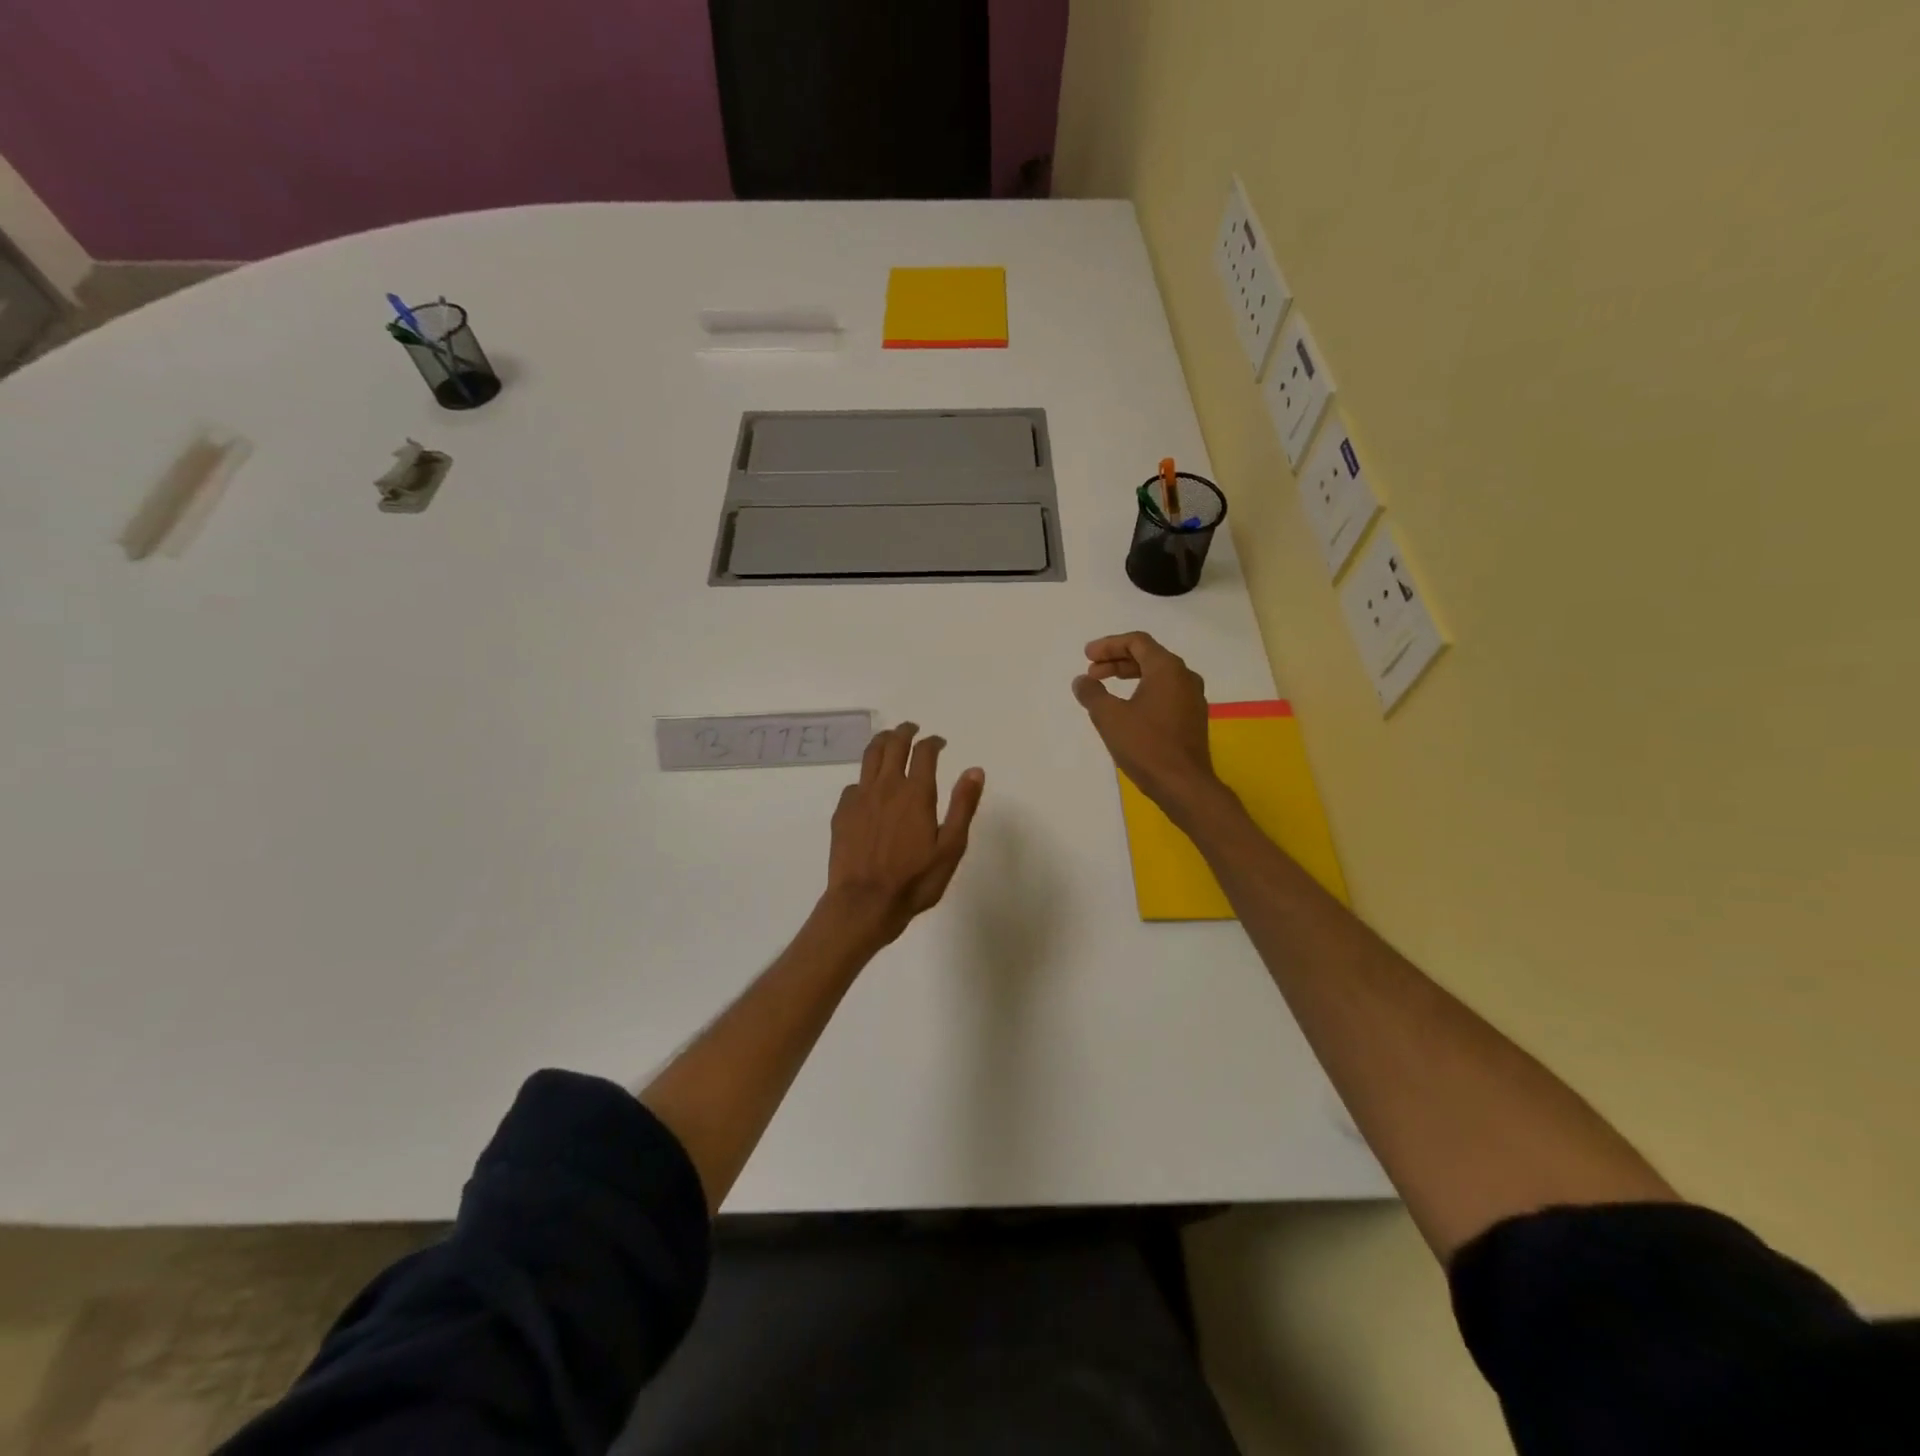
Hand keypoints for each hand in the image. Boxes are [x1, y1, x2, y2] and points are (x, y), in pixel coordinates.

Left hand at [824, 722, 984, 946]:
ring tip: (889, 739)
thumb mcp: (950, 848)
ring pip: (870, 756)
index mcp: (916, 793)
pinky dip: (865, 777)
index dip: (933, 742)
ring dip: (882, 742)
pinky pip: (854, 783)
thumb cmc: (914, 880)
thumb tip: (975, 770)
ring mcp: (861, 797)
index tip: (939, 742)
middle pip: (894, 745)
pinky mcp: (843, 812)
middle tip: (912, 729)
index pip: (924, 752)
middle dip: (905, 732)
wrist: (864, 903)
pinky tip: (869, 787)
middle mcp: (887, 786)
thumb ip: (962, 806)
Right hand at [1071, 633, 1220, 819]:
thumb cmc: (1145, 745)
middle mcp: (1185, 677)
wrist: (1183, 785)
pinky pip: (1165, 693)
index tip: (1087, 656)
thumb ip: (1092, 693)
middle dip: (1116, 661)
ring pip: (1158, 676)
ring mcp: (1193, 699)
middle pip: (1148, 656)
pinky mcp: (1192, 719)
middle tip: (1092, 672)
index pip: (1137, 642)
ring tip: (1105, 689)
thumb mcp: (1109, 717)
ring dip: (1129, 677)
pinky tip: (1127, 709)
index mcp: (1167, 669)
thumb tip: (1082, 681)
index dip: (1109, 645)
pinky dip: (1143, 692)